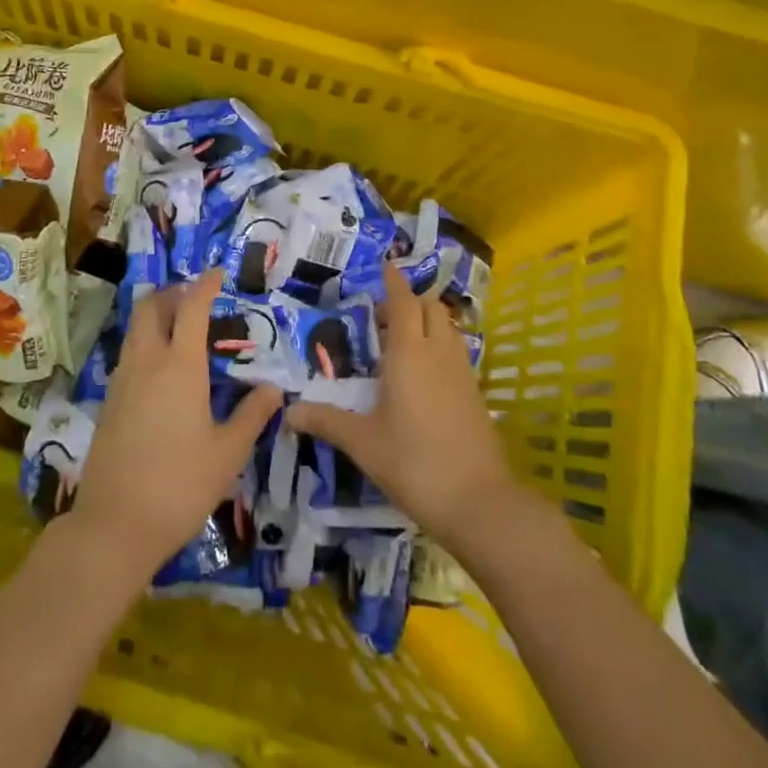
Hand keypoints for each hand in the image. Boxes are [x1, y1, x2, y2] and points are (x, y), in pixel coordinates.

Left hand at [73, 270, 281, 576]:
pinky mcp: (109, 402)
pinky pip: (128, 355)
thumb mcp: (228, 453)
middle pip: (151, 307)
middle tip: (195, 297)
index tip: (218, 273)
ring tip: (181, 328)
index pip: (191, 308)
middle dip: (172, 293)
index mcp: (180, 366)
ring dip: (155, 316)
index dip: (205, 285)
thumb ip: (252, 416)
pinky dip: (145, 344)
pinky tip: (162, 370)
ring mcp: (122, 381)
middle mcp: (146, 362)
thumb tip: (274, 388)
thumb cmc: (180, 485)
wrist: (114, 525)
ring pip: (135, 330)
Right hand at [287, 262, 518, 552]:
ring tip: (401, 341)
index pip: (402, 302)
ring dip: (427, 321)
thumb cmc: (413, 463)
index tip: (385, 264)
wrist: (478, 502)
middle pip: (430, 307)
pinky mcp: (475, 392)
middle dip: (409, 301)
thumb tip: (289, 413)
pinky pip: (456, 351)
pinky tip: (424, 373)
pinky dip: (440, 345)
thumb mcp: (363, 442)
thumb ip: (326, 421)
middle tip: (381, 316)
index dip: (393, 281)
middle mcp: (438, 352)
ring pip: (447, 327)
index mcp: (408, 354)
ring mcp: (462, 371)